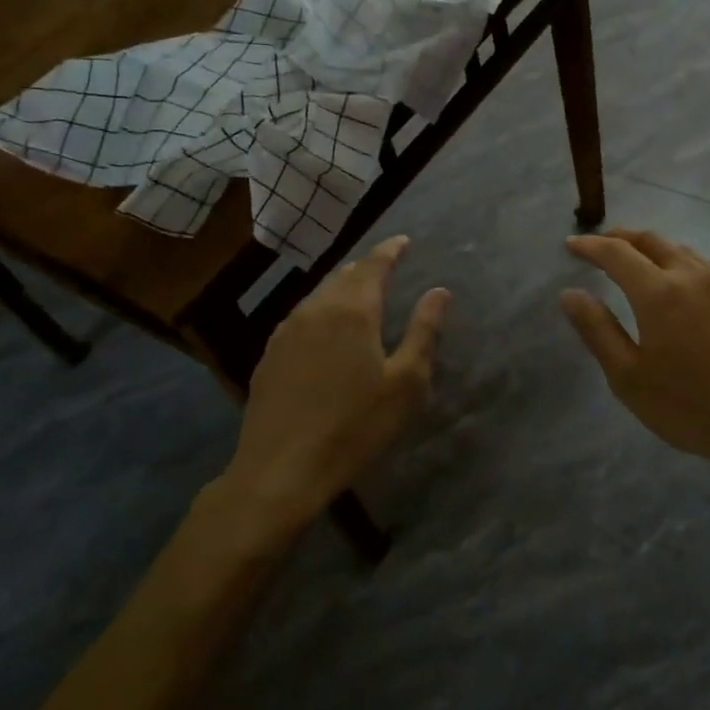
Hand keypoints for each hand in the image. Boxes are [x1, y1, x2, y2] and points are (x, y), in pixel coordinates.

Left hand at [227, 236, 448, 521]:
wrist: (281, 469)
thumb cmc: (355, 426)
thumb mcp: (405, 383)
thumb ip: (424, 331)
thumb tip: (439, 292)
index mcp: (352, 311)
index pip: (374, 265)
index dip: (391, 250)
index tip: (404, 240)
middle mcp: (315, 310)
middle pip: (344, 275)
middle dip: (367, 267)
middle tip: (385, 266)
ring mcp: (286, 331)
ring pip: (319, 295)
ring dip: (342, 288)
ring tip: (358, 293)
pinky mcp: (269, 355)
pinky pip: (301, 317)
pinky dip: (321, 310)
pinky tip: (324, 329)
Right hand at [559, 230, 709, 468]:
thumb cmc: (689, 405)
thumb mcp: (628, 376)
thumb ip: (597, 330)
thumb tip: (569, 293)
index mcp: (658, 291)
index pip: (616, 253)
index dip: (590, 246)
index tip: (571, 246)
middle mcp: (691, 275)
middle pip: (650, 241)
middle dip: (620, 238)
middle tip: (600, 245)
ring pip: (680, 250)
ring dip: (652, 247)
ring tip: (636, 260)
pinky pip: (705, 265)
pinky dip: (681, 261)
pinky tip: (681, 280)